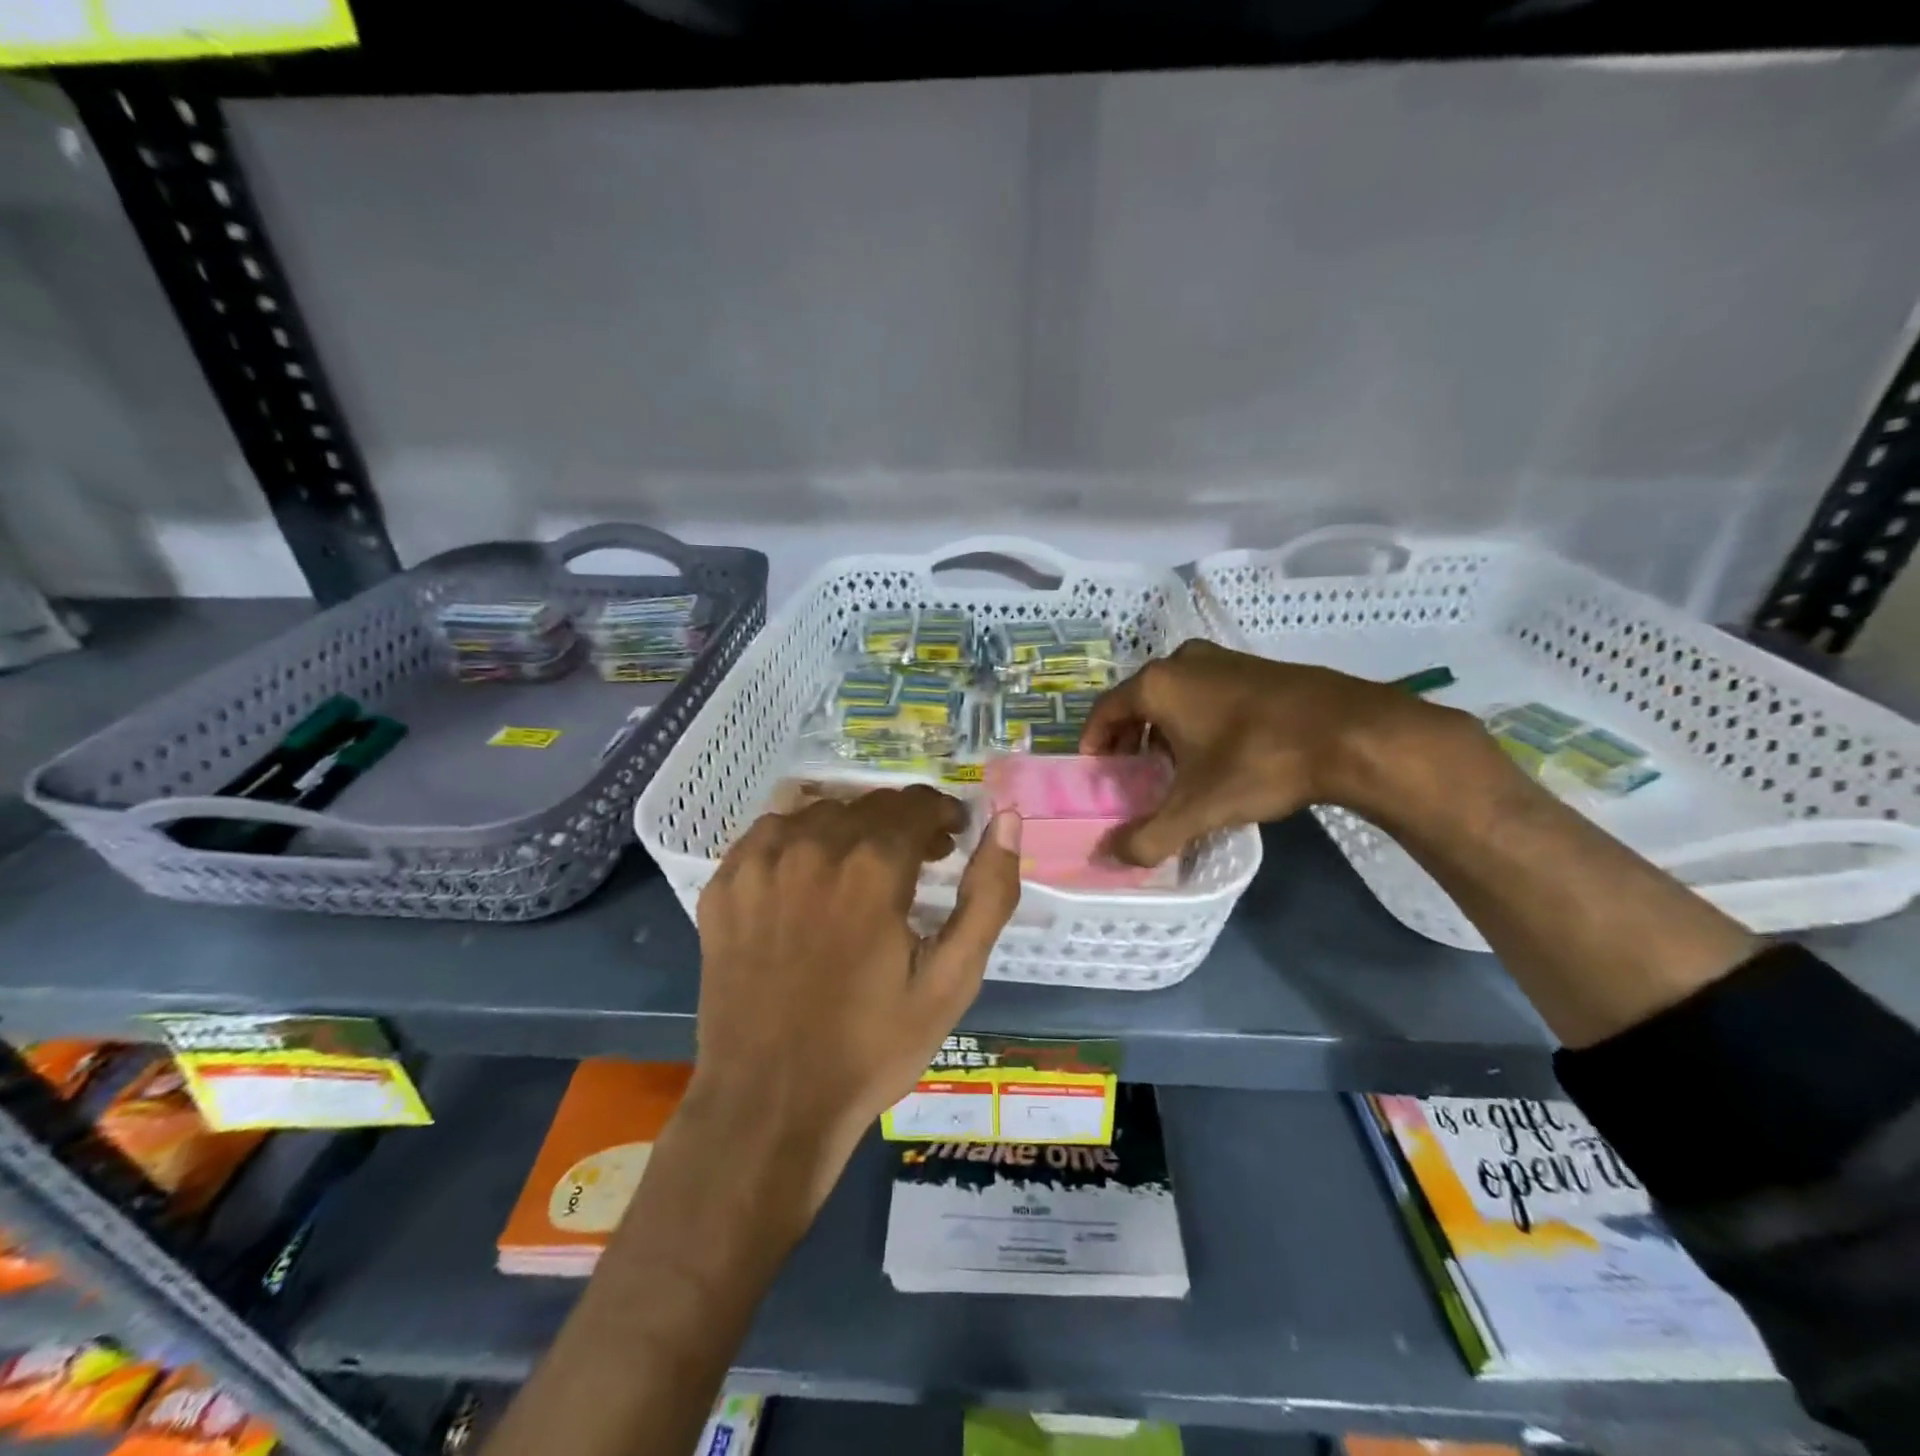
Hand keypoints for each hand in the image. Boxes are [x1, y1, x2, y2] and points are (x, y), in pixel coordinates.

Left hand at [691, 786, 1021, 1215]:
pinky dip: (799, 840)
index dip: (942, 815)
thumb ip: (989, 895)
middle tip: (917, 862)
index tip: (951, 840)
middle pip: (870, 804)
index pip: (916, 803)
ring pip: (819, 812)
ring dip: (851, 829)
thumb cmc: (871, 1046)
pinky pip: (769, 832)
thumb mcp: (952, 981)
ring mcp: (760, 864)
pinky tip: (808, 878)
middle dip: (902, 824)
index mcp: (872, 868)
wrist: (769, 1103)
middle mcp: (813, 847)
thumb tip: (1008, 820)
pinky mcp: (724, 886)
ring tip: (862, 871)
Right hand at [1080, 640, 1464, 865]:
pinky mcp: (1256, 667)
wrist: (1352, 733)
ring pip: (1175, 696)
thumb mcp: (1198, 808)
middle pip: (1138, 701)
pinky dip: (1197, 718)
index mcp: (1157, 685)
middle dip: (1129, 738)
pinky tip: (1216, 751)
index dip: (1093, 743)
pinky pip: (1207, 692)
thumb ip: (1148, 837)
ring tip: (1171, 767)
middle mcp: (1183, 662)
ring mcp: (1223, 660)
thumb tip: (1109, 859)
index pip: (1104, 712)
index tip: (1094, 773)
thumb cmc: (1259, 761)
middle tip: (1130, 775)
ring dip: (1163, 729)